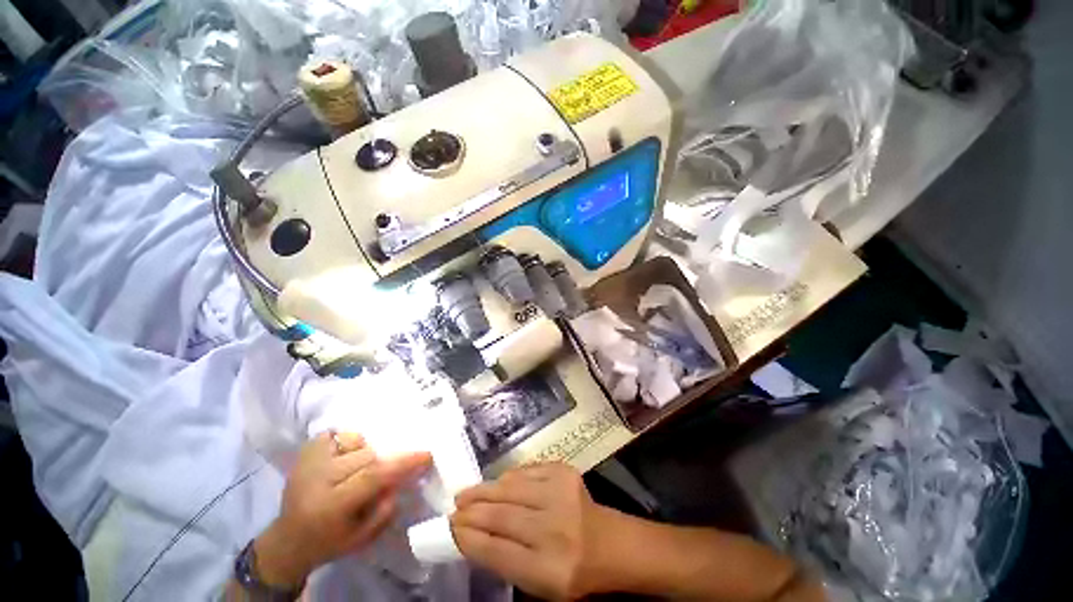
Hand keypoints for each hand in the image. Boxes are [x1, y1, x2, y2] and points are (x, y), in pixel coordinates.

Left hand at [253, 432, 431, 588]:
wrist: (288, 539)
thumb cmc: (329, 542)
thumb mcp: (362, 538)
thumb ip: (386, 508)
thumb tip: (402, 477)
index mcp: (330, 505)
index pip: (373, 476)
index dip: (403, 463)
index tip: (427, 455)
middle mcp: (317, 478)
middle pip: (369, 456)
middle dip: (383, 464)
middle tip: (384, 477)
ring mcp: (309, 460)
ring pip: (358, 443)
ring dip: (367, 455)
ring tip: (358, 471)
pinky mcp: (306, 450)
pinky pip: (341, 434)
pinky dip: (351, 443)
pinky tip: (345, 458)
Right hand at [450, 463, 619, 599]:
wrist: (609, 542)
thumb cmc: (569, 570)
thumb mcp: (536, 583)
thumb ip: (502, 559)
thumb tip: (468, 533)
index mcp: (547, 569)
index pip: (496, 550)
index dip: (468, 537)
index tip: (450, 528)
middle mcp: (554, 528)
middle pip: (501, 515)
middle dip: (471, 510)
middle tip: (454, 508)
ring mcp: (560, 493)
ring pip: (510, 487)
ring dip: (485, 490)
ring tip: (467, 494)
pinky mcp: (564, 472)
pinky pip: (526, 471)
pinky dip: (508, 478)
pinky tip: (498, 485)